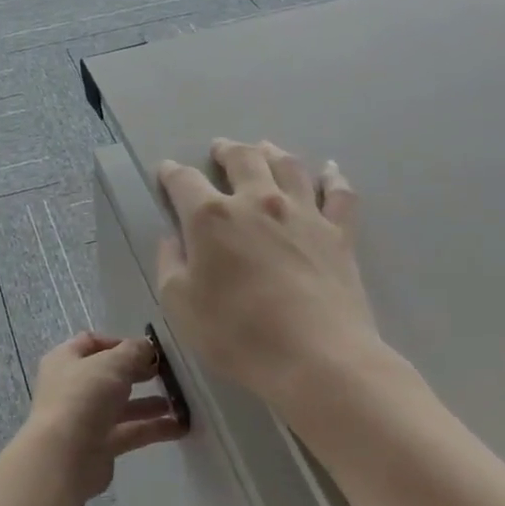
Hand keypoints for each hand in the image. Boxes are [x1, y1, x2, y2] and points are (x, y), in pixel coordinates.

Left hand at [23, 332, 185, 500]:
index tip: (148, 349)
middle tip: (168, 373)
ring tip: (180, 400)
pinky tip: (181, 426)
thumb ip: (133, 351)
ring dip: (150, 403)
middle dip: (138, 372)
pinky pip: (130, 431)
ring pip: (122, 405)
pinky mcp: (100, 445)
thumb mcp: (112, 364)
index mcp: (65, 360)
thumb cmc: (83, 397)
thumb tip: (147, 346)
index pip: (92, 342)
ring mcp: (85, 417)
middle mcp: (72, 386)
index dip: (120, 343)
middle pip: (109, 374)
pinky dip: (153, 428)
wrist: (64, 457)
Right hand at [156, 138, 386, 406]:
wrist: (316, 358)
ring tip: (264, 148)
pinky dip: (332, 177)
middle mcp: (256, 201)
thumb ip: (170, 263)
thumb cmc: (236, 333)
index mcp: (211, 217)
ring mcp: (303, 213)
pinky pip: (339, 193)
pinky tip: (329, 169)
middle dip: (226, 150)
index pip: (184, 181)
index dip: (171, 173)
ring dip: (271, 152)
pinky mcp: (339, 233)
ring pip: (287, 166)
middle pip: (242, 159)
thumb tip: (173, 238)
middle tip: (219, 149)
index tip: (165, 171)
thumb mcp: (179, 304)